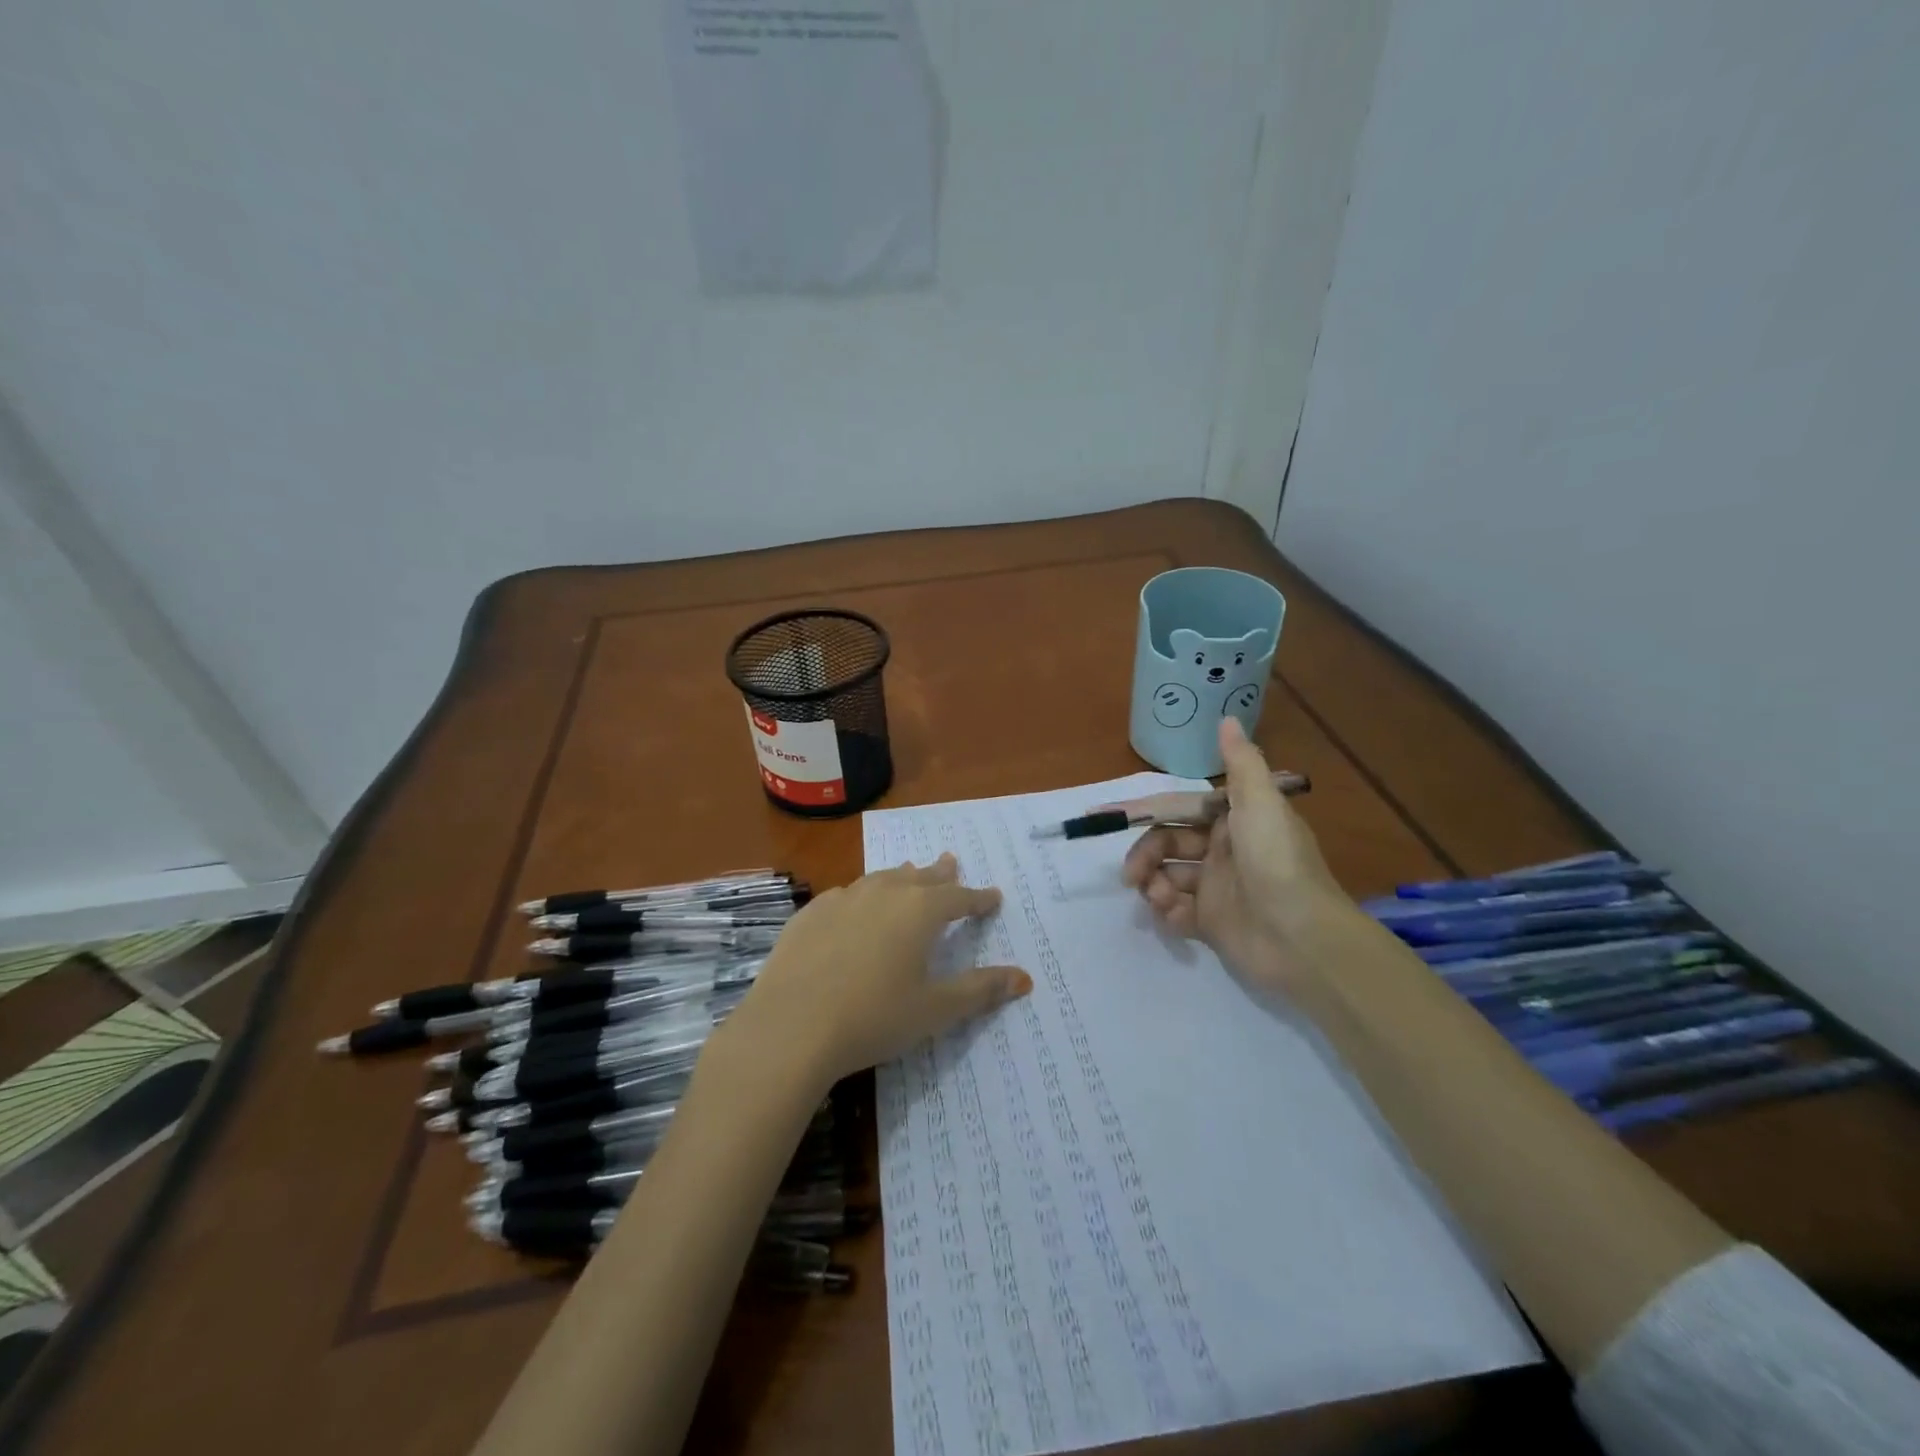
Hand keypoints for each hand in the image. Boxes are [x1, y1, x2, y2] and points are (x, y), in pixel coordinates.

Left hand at [723, 855, 1031, 1089]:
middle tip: (951, 862)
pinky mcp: (809, 914)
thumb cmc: (873, 1018)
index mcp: (919, 911)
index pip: (959, 897)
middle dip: (940, 873)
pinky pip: (845, 895)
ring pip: (881, 879)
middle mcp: (883, 893)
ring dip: (900, 877)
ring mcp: (842, 899)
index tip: (993, 896)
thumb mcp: (935, 1010)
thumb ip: (980, 990)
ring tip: (908, 873)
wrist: (790, 1027)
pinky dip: (861, 895)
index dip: (978, 899)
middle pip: (919, 877)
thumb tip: (1024, 978)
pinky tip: (854, 905)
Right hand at [1123, 717, 1358, 997]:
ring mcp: (1217, 889)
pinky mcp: (1213, 924)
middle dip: (1145, 854)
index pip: (1177, 808)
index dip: (1141, 809)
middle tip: (1131, 875)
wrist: (1303, 939)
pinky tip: (1171, 916)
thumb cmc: (1277, 863)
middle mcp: (1222, 851)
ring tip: (1157, 898)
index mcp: (1233, 820)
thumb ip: (1241, 763)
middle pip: (1166, 843)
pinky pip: (1176, 911)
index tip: (1103, 814)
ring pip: (1166, 877)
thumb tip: (1227, 718)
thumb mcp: (1262, 804)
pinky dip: (1167, 912)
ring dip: (1153, 884)